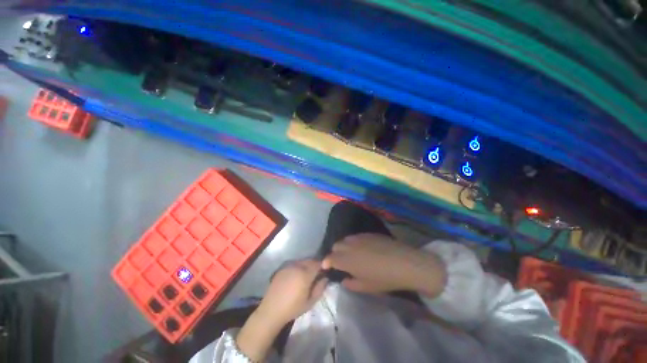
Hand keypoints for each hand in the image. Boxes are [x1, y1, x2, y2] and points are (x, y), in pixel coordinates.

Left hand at [236, 259, 327, 360]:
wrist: (271, 311)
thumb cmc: (293, 308)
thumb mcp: (310, 302)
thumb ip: (320, 288)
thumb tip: (325, 278)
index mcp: (305, 274)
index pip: (318, 264)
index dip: (323, 266)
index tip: (324, 272)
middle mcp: (297, 266)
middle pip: (310, 260)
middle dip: (315, 265)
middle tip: (316, 274)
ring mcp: (288, 266)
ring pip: (302, 261)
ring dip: (306, 265)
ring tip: (306, 275)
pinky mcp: (282, 268)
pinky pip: (294, 264)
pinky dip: (298, 267)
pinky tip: (296, 276)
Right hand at [321, 233, 445, 296]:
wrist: (404, 262)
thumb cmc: (384, 279)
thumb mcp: (366, 287)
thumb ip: (351, 284)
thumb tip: (344, 279)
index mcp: (346, 260)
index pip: (330, 258)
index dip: (326, 262)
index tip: (327, 266)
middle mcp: (349, 246)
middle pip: (336, 246)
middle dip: (335, 253)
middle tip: (341, 262)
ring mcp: (359, 237)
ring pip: (345, 239)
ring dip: (344, 246)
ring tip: (352, 254)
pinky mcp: (368, 233)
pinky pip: (356, 237)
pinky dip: (354, 242)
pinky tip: (363, 248)